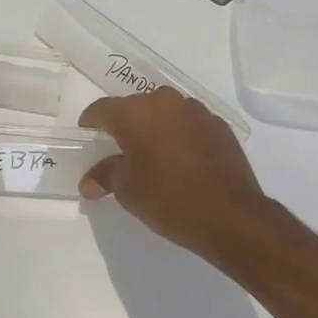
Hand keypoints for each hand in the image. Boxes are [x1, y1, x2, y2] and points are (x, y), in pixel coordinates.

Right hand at [79, 88, 270, 261]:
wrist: (230, 215)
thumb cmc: (168, 199)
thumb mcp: (127, 190)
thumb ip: (105, 176)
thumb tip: (88, 182)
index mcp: (135, 113)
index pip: (102, 109)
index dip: (91, 123)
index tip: (88, 136)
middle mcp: (164, 102)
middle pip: (135, 107)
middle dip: (124, 124)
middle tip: (120, 149)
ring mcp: (195, 111)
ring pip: (164, 112)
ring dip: (155, 127)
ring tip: (153, 154)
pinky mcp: (218, 125)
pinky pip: (188, 123)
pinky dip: (179, 135)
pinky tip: (182, 159)